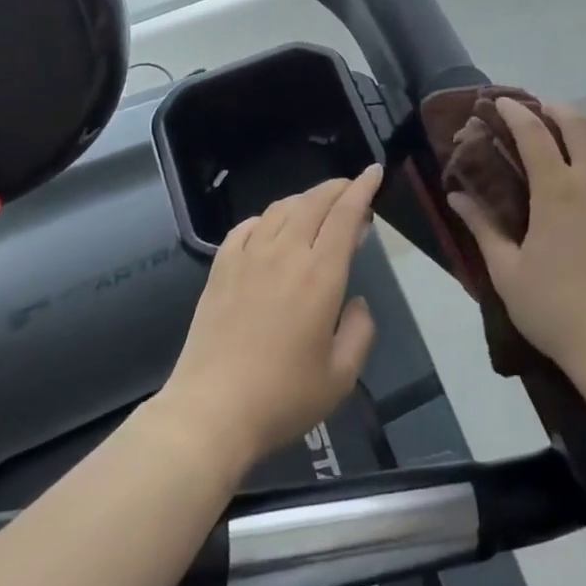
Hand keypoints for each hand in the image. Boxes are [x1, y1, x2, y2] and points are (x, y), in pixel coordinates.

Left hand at [160, 166, 381, 470]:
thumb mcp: (341, 376)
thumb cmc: (282, 397)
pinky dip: (266, 218)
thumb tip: (356, 302)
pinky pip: (246, 227)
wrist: (210, 413)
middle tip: (352, 189)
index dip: (363, 188)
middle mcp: (285, 254)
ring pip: (280, 208)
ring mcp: (248, 258)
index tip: (374, 171)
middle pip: (314, 202)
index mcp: (320, 274)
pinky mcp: (220, 269)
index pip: (346, 214)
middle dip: (338, 187)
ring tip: (317, 208)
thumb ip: (360, 331)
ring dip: (305, 200)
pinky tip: (270, 229)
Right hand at [448, 101, 585, 379]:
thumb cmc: (557, 309)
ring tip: (585, 172)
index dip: (516, 112)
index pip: (534, 133)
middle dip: (559, 112)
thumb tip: (458, 195)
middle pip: (582, 126)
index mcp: (558, 190)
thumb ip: (483, 227)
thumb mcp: (507, 272)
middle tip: (545, 116)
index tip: (502, 102)